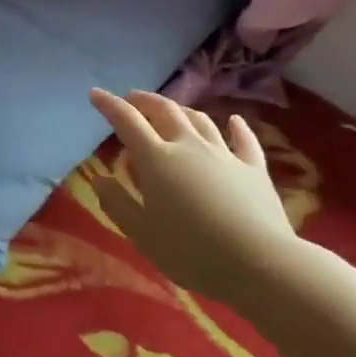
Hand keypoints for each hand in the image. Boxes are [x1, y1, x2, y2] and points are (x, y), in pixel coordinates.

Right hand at [88, 89, 298, 308]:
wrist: (259, 262)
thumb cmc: (191, 251)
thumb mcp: (141, 233)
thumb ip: (117, 203)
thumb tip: (100, 179)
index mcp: (156, 159)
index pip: (127, 121)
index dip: (109, 105)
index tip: (95, 94)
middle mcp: (188, 145)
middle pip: (165, 111)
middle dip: (145, 101)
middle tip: (132, 99)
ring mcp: (224, 154)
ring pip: (200, 119)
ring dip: (181, 110)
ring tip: (172, 110)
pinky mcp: (254, 168)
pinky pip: (244, 140)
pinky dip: (236, 127)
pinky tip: (234, 120)